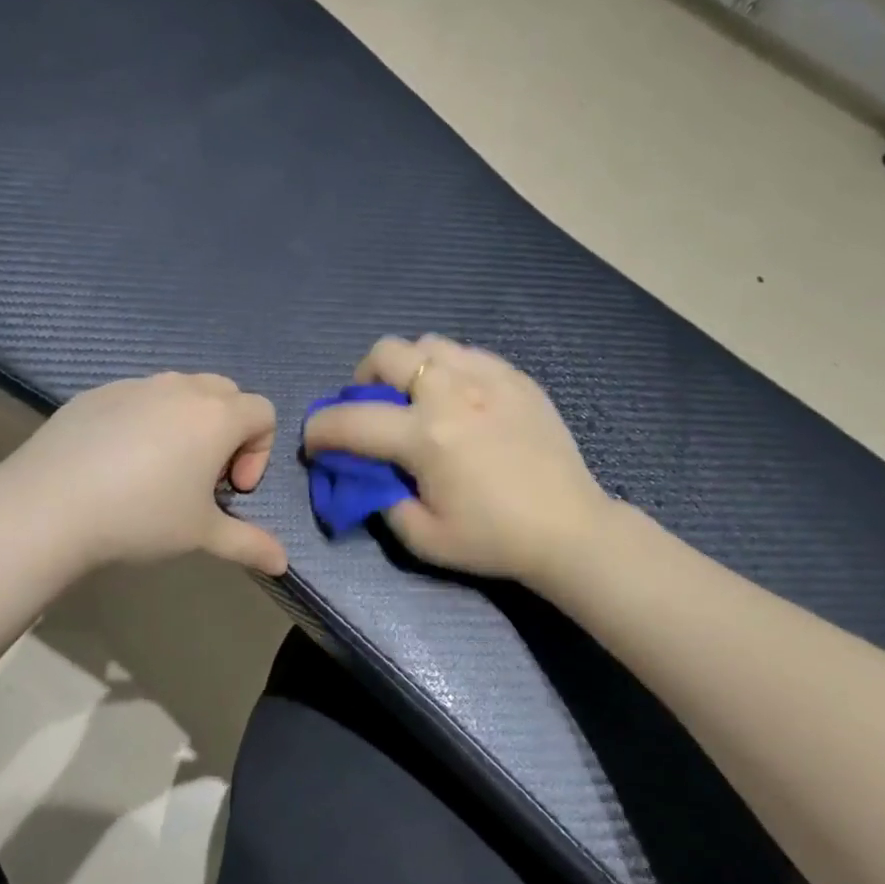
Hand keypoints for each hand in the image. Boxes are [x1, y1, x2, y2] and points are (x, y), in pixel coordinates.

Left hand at [0, 373, 287, 576]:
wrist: (48, 507)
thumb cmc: (140, 517)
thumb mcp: (202, 535)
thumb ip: (249, 544)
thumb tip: (283, 563)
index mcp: (216, 415)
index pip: (264, 412)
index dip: (259, 452)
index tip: (231, 490)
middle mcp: (181, 388)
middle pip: (226, 394)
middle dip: (228, 431)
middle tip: (202, 477)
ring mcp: (135, 385)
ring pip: (180, 391)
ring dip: (187, 422)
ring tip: (159, 469)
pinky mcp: (97, 393)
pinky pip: (138, 397)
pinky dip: (144, 420)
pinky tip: (116, 463)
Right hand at [303, 336, 608, 585]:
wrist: (569, 529)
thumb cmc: (493, 539)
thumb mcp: (423, 537)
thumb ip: (381, 499)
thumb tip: (365, 473)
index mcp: (426, 437)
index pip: (351, 421)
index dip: (320, 430)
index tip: (315, 442)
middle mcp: (452, 393)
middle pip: (386, 353)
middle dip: (361, 379)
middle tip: (370, 408)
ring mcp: (489, 378)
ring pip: (427, 343)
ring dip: (407, 367)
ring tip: (415, 398)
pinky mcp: (516, 377)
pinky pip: (467, 353)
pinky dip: (447, 369)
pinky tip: (459, 399)